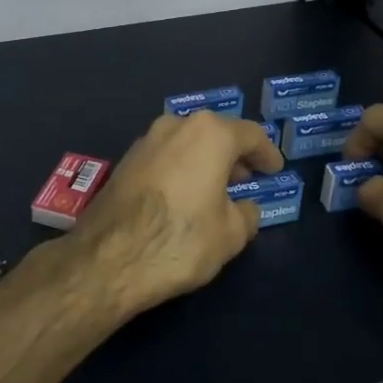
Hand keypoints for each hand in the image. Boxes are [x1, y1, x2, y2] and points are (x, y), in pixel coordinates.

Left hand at [75, 110, 284, 318]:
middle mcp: (176, 125)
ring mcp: (146, 140)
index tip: (274, 170)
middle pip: (215, 133)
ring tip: (216, 189)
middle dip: (234, 155)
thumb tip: (244, 207)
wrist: (108, 257)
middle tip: (247, 178)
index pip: (250, 134)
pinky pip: (165, 157)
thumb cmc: (180, 239)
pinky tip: (184, 195)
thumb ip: (246, 214)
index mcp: (210, 133)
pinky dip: (181, 169)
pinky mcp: (125, 160)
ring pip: (187, 142)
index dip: (267, 153)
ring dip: (204, 160)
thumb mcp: (231, 234)